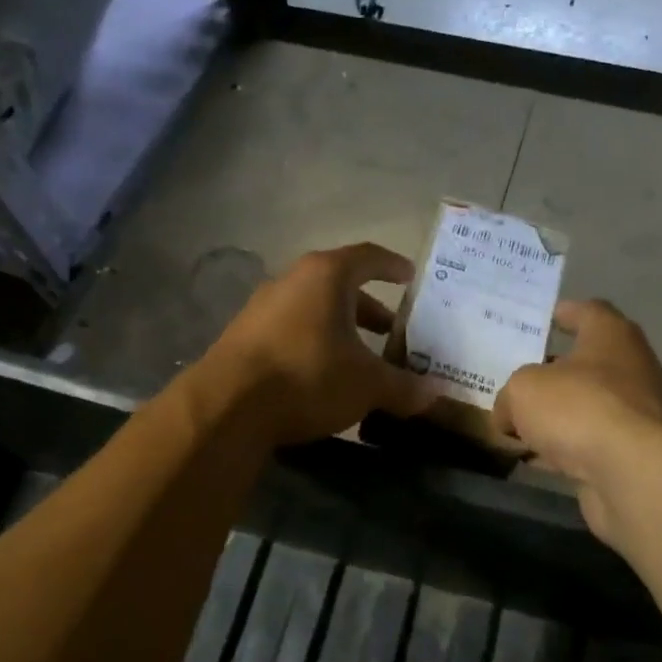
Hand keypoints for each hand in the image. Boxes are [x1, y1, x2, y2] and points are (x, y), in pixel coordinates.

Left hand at [206, 243, 437, 445]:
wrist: (226, 405)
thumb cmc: (309, 375)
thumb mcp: (367, 384)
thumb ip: (404, 387)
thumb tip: (436, 395)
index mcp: (327, 275)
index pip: (369, 256)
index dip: (393, 266)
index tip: (410, 278)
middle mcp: (293, 280)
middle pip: (341, 285)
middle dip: (370, 308)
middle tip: (393, 331)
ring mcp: (263, 306)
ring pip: (314, 308)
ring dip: (341, 328)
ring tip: (361, 357)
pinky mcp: (243, 335)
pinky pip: (291, 328)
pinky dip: (314, 342)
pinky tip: (323, 373)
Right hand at [494, 300, 661, 550]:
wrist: (636, 475)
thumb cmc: (581, 408)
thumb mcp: (524, 390)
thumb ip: (511, 396)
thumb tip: (507, 415)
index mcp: (612, 335)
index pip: (589, 311)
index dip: (565, 313)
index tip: (544, 319)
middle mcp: (632, 368)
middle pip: (589, 363)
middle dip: (555, 371)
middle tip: (520, 376)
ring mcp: (638, 415)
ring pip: (589, 406)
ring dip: (560, 415)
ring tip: (521, 423)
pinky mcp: (635, 455)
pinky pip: (592, 443)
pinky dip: (567, 449)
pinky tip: (538, 459)